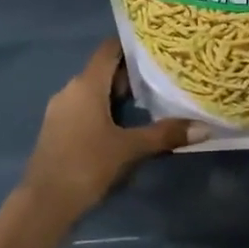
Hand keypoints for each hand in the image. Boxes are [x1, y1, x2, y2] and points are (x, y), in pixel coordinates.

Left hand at [18, 39, 197, 225]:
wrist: (44, 202)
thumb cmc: (87, 164)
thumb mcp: (129, 149)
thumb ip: (164, 134)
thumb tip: (203, 128)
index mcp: (86, 84)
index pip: (108, 49)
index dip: (130, 44)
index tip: (155, 47)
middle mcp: (70, 89)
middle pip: (102, 70)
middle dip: (129, 74)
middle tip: (160, 78)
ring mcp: (60, 109)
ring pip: (92, 90)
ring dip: (116, 93)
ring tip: (147, 102)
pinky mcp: (56, 128)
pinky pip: (83, 107)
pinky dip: (103, 109)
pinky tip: (121, 124)